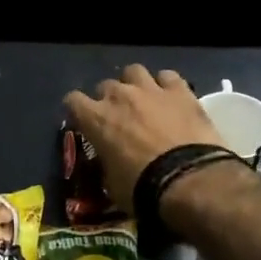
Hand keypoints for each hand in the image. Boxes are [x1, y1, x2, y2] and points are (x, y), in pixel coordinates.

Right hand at [62, 65, 225, 212]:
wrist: (187, 180)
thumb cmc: (142, 188)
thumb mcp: (111, 183)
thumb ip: (106, 162)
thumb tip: (109, 161)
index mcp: (96, 119)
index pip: (72, 100)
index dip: (78, 111)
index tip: (84, 123)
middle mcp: (119, 96)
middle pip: (105, 85)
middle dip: (108, 99)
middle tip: (119, 118)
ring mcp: (150, 89)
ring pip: (134, 71)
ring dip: (134, 84)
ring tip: (143, 100)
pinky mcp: (180, 90)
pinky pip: (168, 76)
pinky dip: (166, 85)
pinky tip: (171, 98)